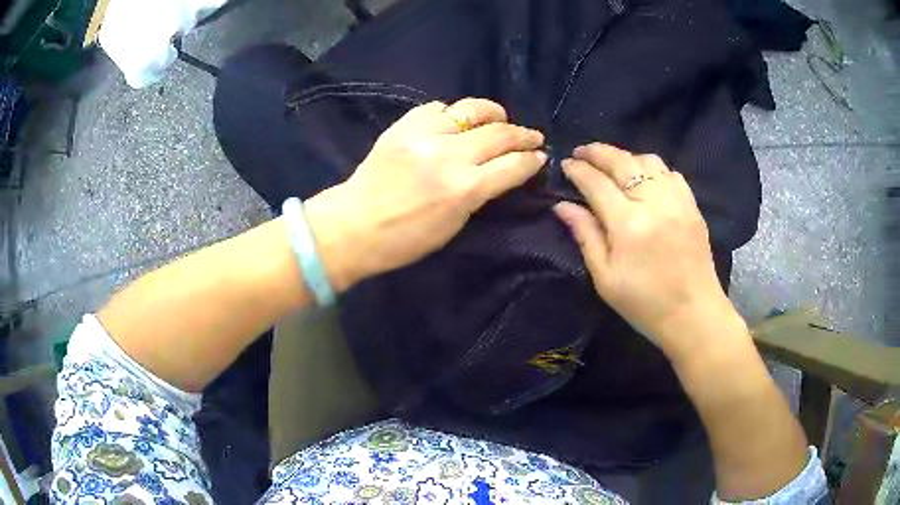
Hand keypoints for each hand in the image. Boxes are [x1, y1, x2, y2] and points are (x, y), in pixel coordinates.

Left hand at [305, 98, 545, 290]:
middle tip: (532, 136)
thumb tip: (503, 172)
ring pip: (472, 109)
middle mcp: (449, 155)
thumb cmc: (405, 240)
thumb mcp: (454, 225)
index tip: (540, 157)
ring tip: (501, 118)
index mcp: (465, 189)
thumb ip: (481, 194)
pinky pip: (438, 108)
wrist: (354, 225)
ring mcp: (425, 134)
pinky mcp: (404, 125)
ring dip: (494, 113)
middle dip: (523, 134)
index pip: (513, 165)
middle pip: (500, 133)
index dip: (532, 160)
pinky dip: (453, 113)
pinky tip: (457, 121)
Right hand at [554, 143, 738, 355]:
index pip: (596, 183)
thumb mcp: (605, 278)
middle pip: (621, 161)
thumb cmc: (645, 304)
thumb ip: (585, 236)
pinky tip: (644, 177)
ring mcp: (677, 200)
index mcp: (628, 224)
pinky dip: (652, 167)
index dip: (578, 170)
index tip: (565, 164)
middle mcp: (654, 202)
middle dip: (597, 152)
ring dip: (625, 156)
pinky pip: (670, 172)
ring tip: (612, 164)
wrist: (694, 315)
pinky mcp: (692, 205)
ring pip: (647, 160)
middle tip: (581, 152)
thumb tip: (562, 206)